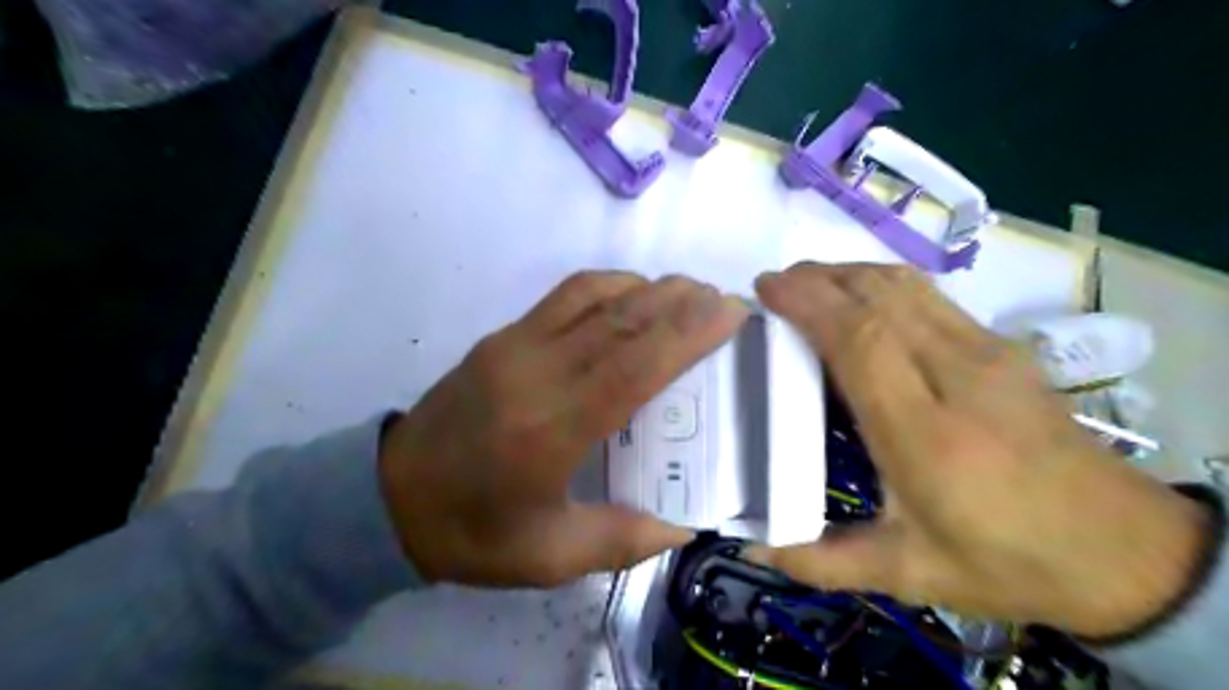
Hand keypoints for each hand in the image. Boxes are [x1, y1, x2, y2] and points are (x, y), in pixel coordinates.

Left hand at [383, 271, 749, 587]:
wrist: (389, 496)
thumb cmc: (472, 531)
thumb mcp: (548, 557)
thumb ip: (621, 540)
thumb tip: (683, 525)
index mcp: (550, 431)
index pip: (632, 367)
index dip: (686, 335)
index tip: (729, 313)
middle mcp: (535, 375)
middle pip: (620, 321)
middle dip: (680, 302)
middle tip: (724, 298)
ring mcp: (514, 347)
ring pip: (593, 297)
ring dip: (648, 288)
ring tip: (689, 292)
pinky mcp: (500, 337)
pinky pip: (564, 296)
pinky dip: (608, 285)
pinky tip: (633, 295)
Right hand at [745, 260, 1205, 638]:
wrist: (1122, 551)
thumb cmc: (1005, 561)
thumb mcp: (907, 574)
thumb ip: (821, 560)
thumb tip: (751, 546)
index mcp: (928, 437)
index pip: (862, 341)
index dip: (810, 304)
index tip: (766, 291)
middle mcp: (961, 378)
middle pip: (880, 297)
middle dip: (819, 278)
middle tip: (773, 286)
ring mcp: (989, 354)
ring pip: (906, 285)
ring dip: (849, 273)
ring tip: (807, 284)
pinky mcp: (1004, 347)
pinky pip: (929, 295)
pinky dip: (880, 283)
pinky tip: (859, 300)